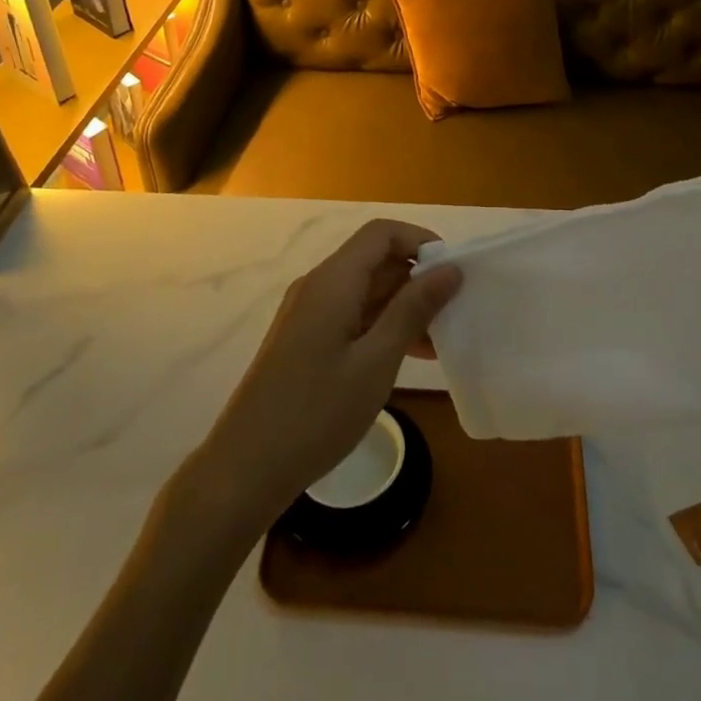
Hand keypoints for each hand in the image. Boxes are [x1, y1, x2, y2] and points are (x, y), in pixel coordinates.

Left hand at [188, 220, 463, 535]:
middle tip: (454, 312)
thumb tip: (449, 268)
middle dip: (418, 278)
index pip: (382, 233)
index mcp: (332, 281)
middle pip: (375, 260)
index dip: (420, 241)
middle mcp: (318, 287)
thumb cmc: (316, 413)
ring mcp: (309, 314)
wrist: (246, 468)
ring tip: (440, 340)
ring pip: (366, 290)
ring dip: (404, 306)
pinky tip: (409, 356)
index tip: (454, 271)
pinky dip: (382, 326)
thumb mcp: (376, 362)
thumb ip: (413, 310)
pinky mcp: (305, 340)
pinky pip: (352, 315)